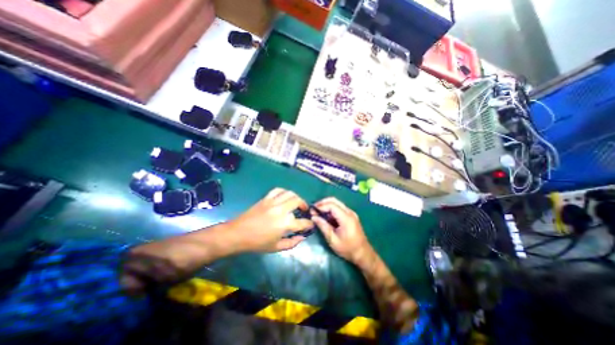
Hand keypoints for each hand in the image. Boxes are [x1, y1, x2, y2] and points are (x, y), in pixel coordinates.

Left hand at [226, 189, 313, 252]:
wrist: (238, 234)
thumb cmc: (257, 243)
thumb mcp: (276, 247)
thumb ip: (292, 243)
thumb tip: (302, 237)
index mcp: (285, 224)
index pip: (303, 222)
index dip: (309, 224)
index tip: (310, 224)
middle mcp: (281, 210)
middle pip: (298, 201)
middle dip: (304, 205)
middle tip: (304, 210)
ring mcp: (273, 202)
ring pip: (290, 193)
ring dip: (296, 197)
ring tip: (296, 202)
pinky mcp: (266, 198)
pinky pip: (278, 190)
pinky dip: (284, 192)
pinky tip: (285, 197)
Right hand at [313, 197, 374, 266]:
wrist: (363, 254)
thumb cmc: (347, 249)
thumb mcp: (332, 240)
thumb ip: (323, 226)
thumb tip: (313, 217)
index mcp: (346, 218)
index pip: (331, 205)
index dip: (321, 206)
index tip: (312, 211)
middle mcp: (349, 212)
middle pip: (334, 200)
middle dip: (323, 203)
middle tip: (314, 209)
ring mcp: (351, 213)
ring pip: (337, 203)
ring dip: (327, 205)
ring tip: (318, 212)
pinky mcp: (351, 216)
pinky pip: (339, 208)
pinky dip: (331, 209)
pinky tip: (326, 216)